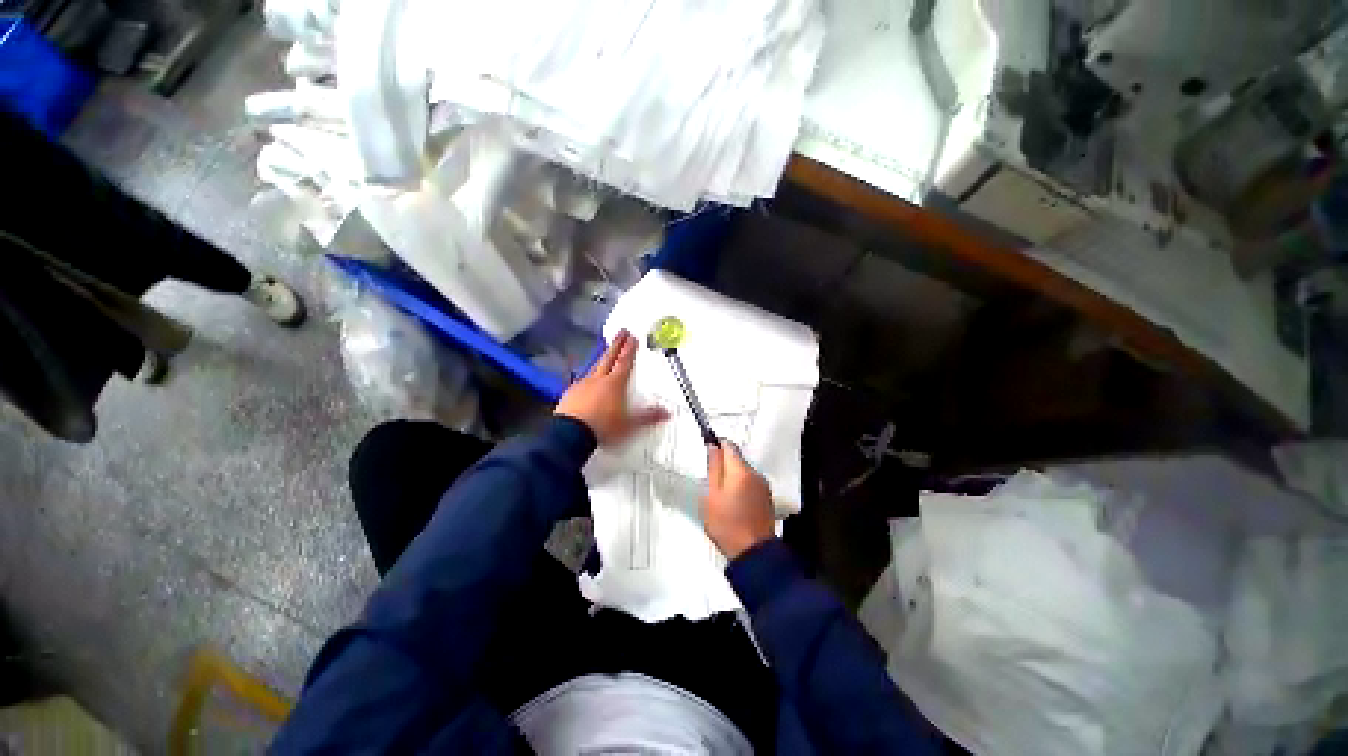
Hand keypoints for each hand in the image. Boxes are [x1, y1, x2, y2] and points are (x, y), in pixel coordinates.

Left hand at [555, 329, 668, 445]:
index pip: (624, 362)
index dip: (629, 349)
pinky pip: (581, 382)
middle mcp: (598, 380)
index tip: (632, 337)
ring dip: (602, 359)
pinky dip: (588, 380)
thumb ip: (649, 416)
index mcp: (614, 384)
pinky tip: (587, 385)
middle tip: (621, 332)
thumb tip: (667, 412)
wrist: (571, 435)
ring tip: (606, 354)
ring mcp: (582, 386)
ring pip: (594, 368)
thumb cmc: (603, 428)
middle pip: (608, 358)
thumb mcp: (630, 424)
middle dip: (616, 344)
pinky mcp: (570, 394)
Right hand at [703, 442, 775, 559]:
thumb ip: (713, 468)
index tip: (707, 450)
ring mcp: (763, 486)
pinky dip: (740, 486)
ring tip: (720, 494)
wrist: (753, 553)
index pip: (729, 445)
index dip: (717, 444)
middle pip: (737, 458)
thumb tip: (713, 446)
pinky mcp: (766, 498)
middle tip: (710, 479)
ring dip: (732, 476)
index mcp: (740, 470)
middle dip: (723, 463)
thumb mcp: (710, 495)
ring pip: (743, 471)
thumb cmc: (727, 525)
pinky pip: (750, 483)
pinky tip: (733, 503)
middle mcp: (755, 474)